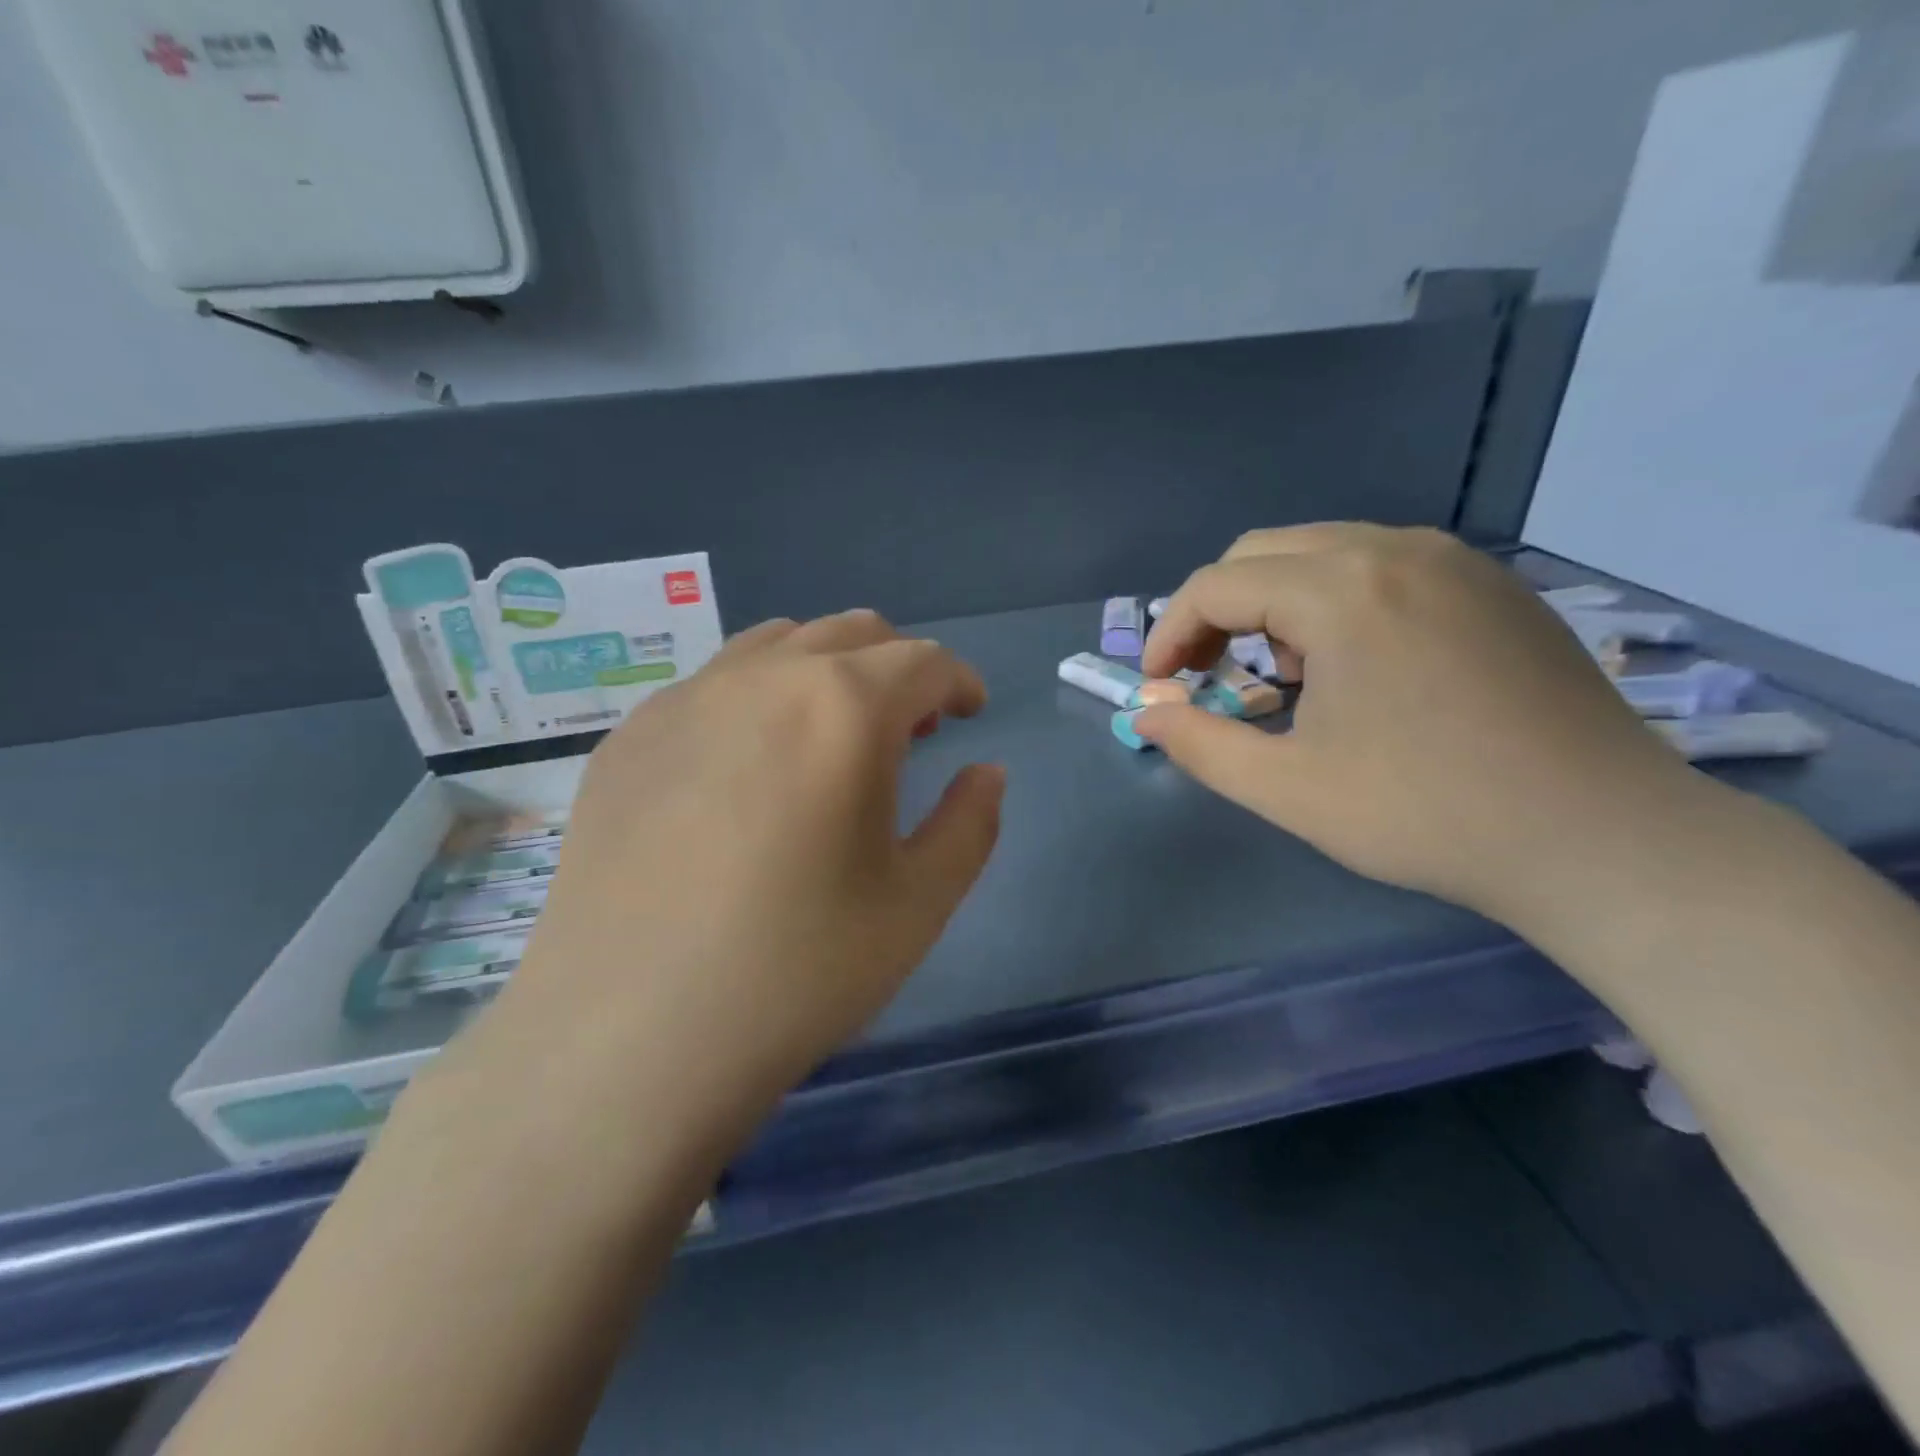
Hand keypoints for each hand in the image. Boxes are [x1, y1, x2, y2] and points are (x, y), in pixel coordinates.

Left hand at [473, 610, 1004, 1149]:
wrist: (628, 1038)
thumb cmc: (797, 971)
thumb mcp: (919, 905)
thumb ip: (970, 824)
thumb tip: (985, 772)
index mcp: (843, 708)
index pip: (922, 661)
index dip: (957, 682)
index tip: (969, 714)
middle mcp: (762, 679)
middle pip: (850, 633)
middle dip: (896, 667)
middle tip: (908, 728)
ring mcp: (682, 701)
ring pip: (775, 646)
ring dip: (823, 672)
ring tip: (830, 737)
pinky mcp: (628, 739)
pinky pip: (710, 688)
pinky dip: (755, 700)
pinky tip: (746, 772)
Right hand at [1136, 524, 1708, 925]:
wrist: (1602, 838)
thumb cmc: (1428, 814)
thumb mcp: (1288, 789)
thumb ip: (1199, 745)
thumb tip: (1147, 715)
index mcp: (1343, 590)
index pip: (1217, 584)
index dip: (1170, 633)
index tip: (1159, 687)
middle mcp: (1396, 550)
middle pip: (1264, 552)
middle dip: (1217, 611)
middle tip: (1206, 675)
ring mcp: (1455, 560)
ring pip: (1323, 552)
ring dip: (1274, 604)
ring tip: (1281, 677)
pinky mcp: (1492, 585)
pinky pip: (1382, 566)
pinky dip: (1335, 601)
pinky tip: (1352, 666)